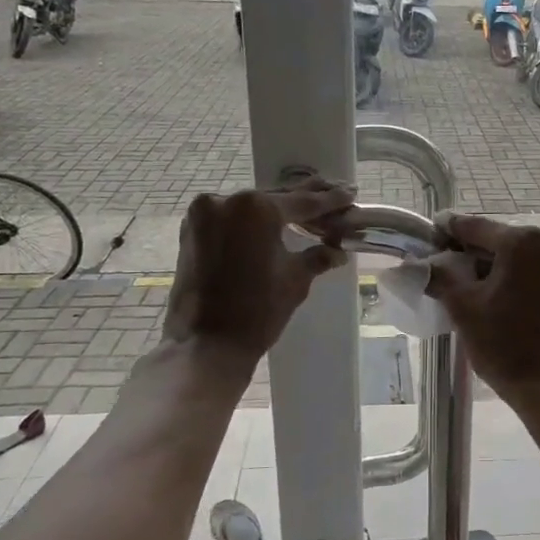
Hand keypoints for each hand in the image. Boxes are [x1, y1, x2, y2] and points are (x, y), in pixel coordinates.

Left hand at [162, 180, 353, 365]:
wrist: (205, 345)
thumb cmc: (257, 311)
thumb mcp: (295, 280)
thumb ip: (317, 256)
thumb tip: (336, 250)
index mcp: (256, 208)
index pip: (302, 202)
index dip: (329, 200)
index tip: (349, 194)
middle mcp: (226, 201)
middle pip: (274, 200)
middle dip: (303, 201)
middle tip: (331, 194)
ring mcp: (202, 215)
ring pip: (249, 208)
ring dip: (275, 212)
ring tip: (305, 212)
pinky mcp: (190, 232)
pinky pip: (229, 220)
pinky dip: (250, 223)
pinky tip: (270, 226)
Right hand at [424, 213, 539, 398]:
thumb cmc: (503, 343)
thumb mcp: (462, 306)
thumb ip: (438, 275)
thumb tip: (417, 263)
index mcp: (522, 241)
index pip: (473, 227)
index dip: (446, 231)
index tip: (427, 235)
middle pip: (496, 240)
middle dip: (468, 252)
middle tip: (441, 267)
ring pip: (515, 257)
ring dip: (490, 266)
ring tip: (465, 286)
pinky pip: (531, 272)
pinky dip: (511, 277)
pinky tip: (494, 297)